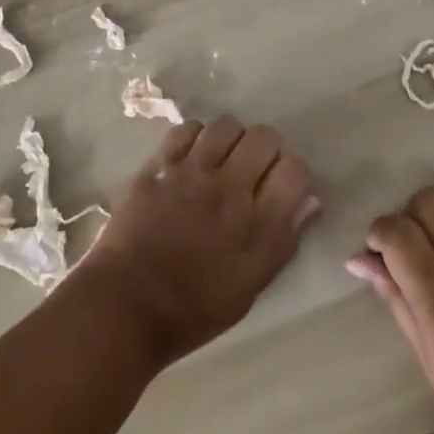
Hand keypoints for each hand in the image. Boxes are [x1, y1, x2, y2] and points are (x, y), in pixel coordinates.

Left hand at [70, 116, 320, 369]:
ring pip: (226, 125)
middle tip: (252, 170)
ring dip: (231, 139)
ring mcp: (191, 173)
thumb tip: (309, 202)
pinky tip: (191, 157)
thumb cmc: (193, 309)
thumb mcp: (250, 287)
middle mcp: (229, 189)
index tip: (281, 186)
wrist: (124, 306)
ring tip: (221, 159)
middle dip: (265, 150)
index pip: (295, 171)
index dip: (293, 174)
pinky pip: (187, 129)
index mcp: (258, 224)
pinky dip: (196, 137)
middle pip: (264, 137)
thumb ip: (283, 241)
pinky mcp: (159, 166)